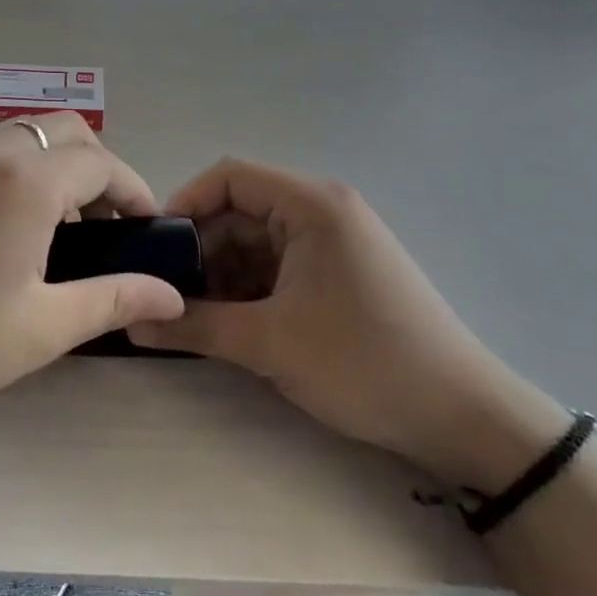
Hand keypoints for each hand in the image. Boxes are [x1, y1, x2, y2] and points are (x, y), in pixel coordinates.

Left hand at [0, 115, 184, 425]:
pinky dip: (20, 173)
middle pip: (64, 132)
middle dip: (99, 170)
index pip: (101, 163)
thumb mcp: (40, 328)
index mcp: (26, 181)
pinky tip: (8, 232)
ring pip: (24, 138)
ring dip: (57, 167)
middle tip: (106, 227)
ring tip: (61, 231)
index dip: (134, 192)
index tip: (146, 231)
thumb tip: (170, 294)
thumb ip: (112, 299)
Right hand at [128, 159, 566, 488]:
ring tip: (195, 316)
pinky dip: (251, 289)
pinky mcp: (341, 273)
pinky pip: (280, 266)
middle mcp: (323, 211)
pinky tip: (233, 324)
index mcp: (311, 205)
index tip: (155, 249)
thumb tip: (133, 322)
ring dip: (224, 274)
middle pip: (241, 210)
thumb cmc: (364, 363)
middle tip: (169, 293)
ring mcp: (335, 243)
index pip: (229, 177)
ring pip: (257, 242)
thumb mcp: (269, 344)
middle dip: (202, 250)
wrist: (463, 418)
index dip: (185, 204)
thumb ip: (195, 326)